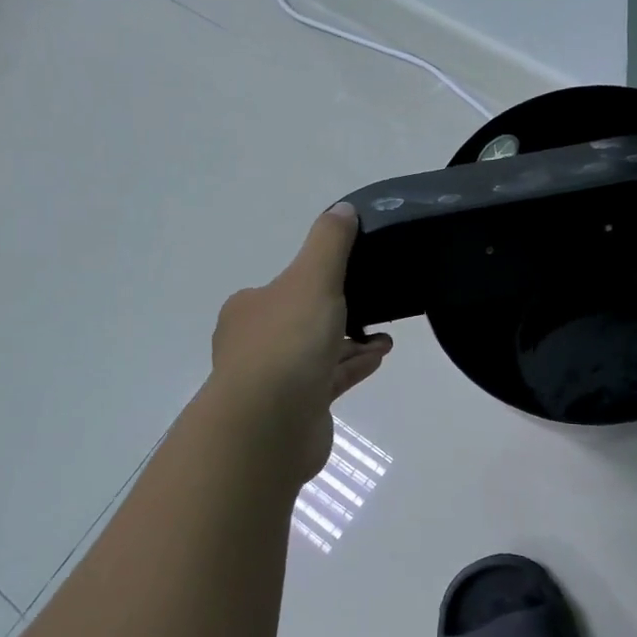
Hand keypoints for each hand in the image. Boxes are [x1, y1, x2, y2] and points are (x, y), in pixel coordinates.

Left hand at [198, 204, 391, 488]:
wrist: (267, 425)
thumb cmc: (287, 343)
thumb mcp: (313, 278)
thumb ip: (330, 243)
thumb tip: (343, 210)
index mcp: (250, 309)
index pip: (286, 287)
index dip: (318, 281)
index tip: (353, 278)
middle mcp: (255, 343)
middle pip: (303, 321)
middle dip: (339, 314)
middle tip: (375, 306)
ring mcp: (273, 380)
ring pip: (318, 352)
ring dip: (351, 342)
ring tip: (386, 337)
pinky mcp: (295, 410)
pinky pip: (329, 380)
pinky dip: (352, 366)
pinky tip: (379, 358)